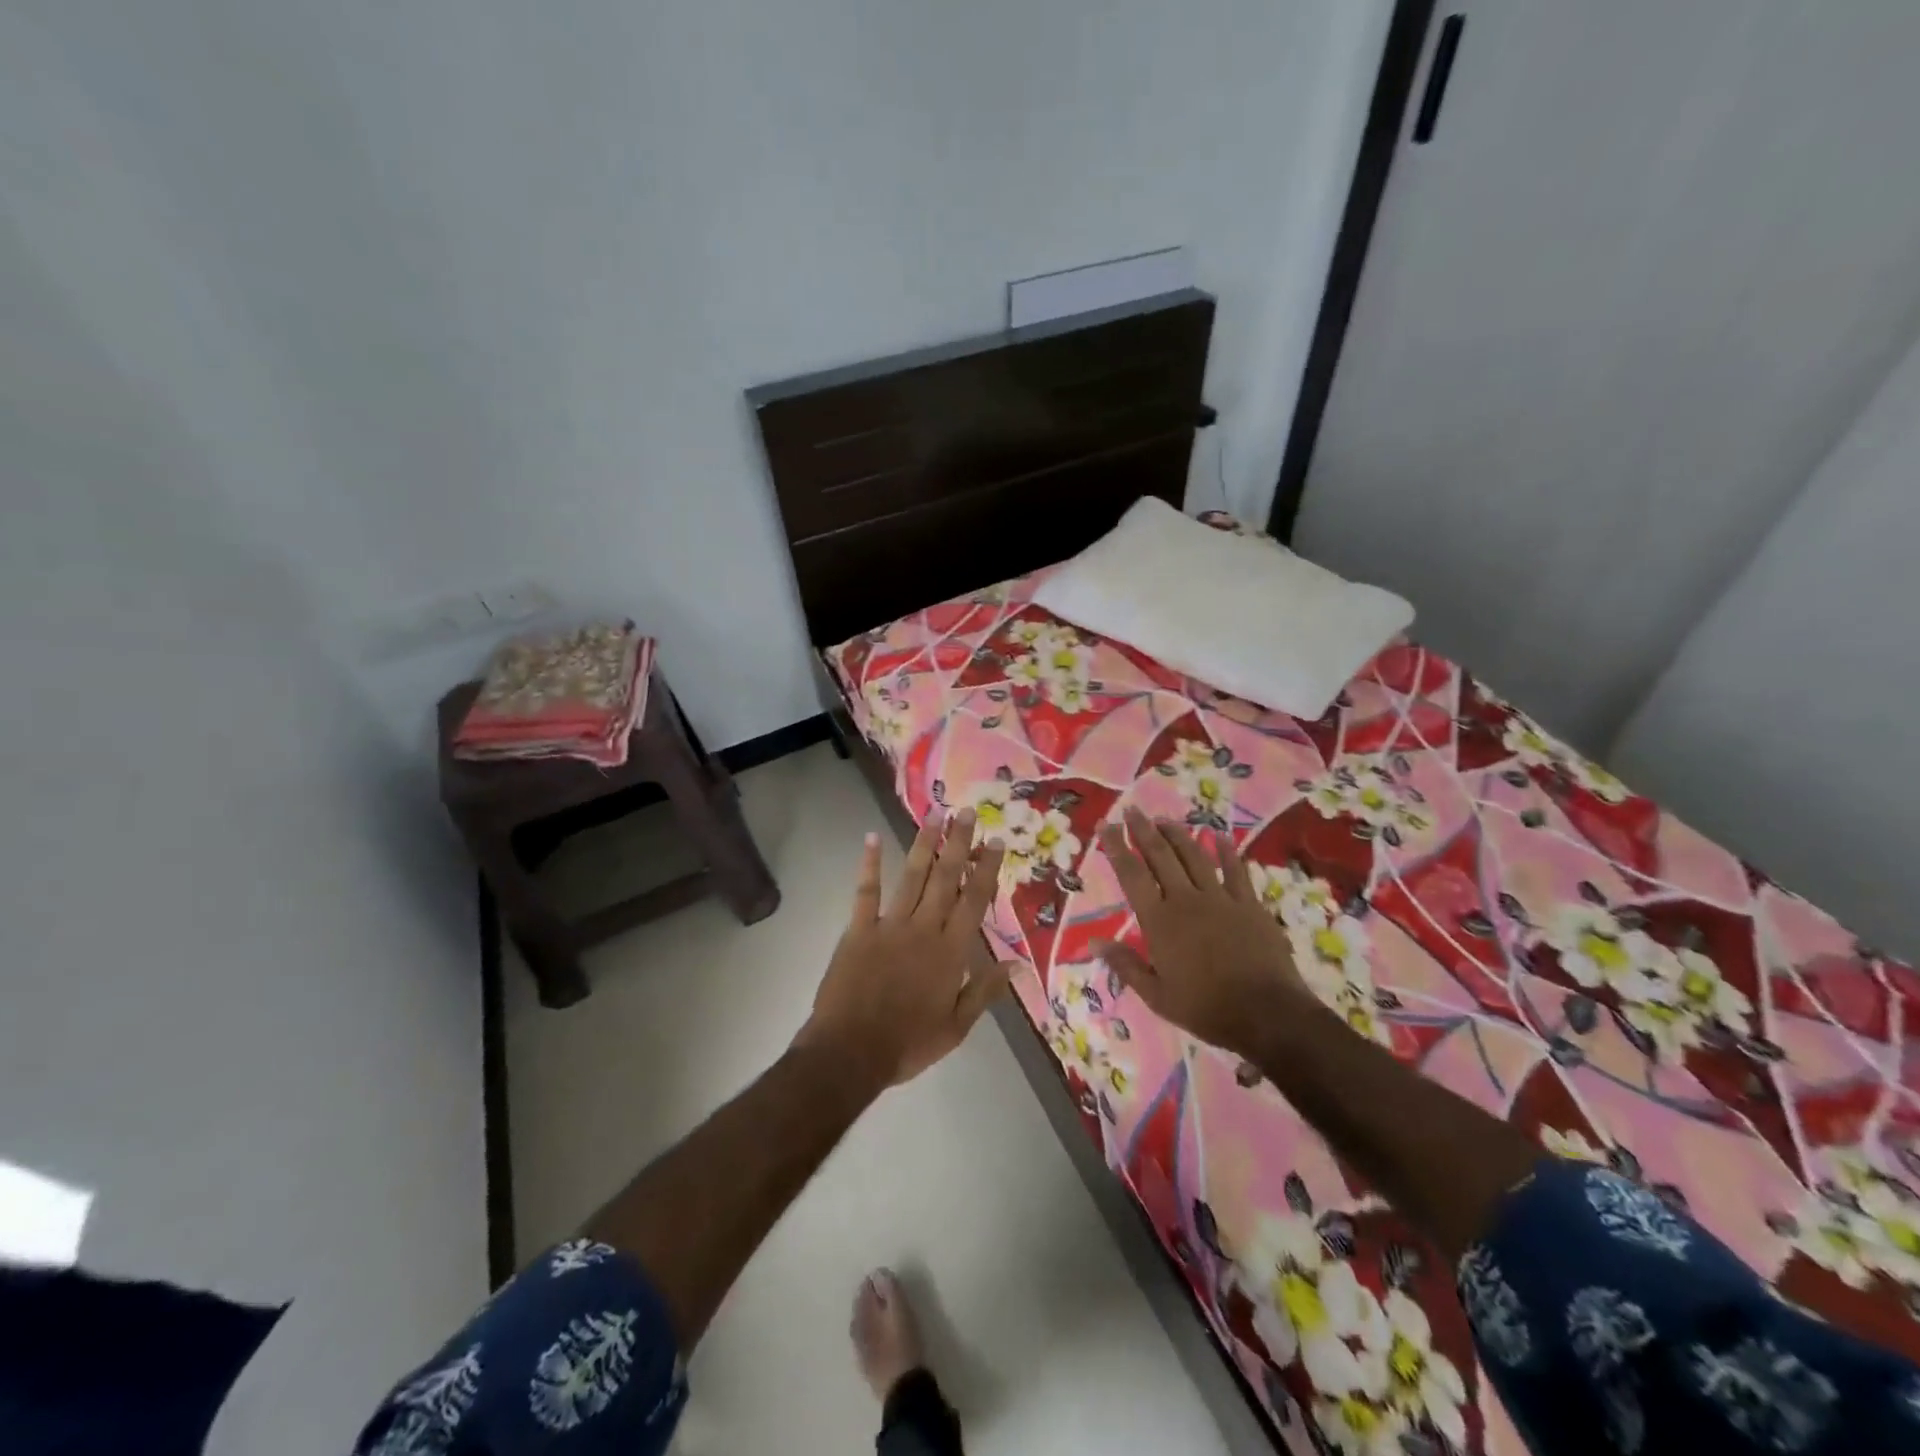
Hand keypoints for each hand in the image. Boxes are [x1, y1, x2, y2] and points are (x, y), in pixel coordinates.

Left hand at [797, 810, 1016, 1091]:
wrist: (851, 1053)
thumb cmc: (908, 1044)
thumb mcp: (957, 1027)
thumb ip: (985, 992)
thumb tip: (1016, 965)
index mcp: (951, 952)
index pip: (975, 901)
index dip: (986, 869)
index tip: (995, 841)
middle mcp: (924, 929)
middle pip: (946, 879)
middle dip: (958, 844)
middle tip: (965, 812)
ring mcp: (890, 926)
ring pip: (912, 877)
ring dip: (924, 844)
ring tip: (934, 815)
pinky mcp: (859, 930)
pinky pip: (866, 891)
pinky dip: (870, 864)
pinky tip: (873, 838)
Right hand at [1096, 807, 1313, 1060]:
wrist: (1267, 1014)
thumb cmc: (1206, 1008)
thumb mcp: (1156, 996)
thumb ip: (1125, 965)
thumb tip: (1093, 941)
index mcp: (1159, 921)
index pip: (1131, 875)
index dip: (1116, 847)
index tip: (1107, 824)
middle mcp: (1186, 900)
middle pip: (1161, 856)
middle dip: (1144, 830)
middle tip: (1133, 810)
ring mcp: (1220, 899)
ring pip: (1195, 856)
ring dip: (1178, 835)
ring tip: (1164, 819)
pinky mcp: (1249, 904)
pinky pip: (1235, 870)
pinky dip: (1226, 851)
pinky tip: (1220, 836)